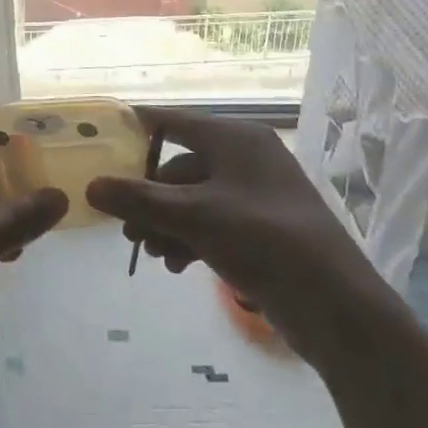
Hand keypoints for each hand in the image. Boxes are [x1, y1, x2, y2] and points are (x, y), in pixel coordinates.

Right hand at [85, 107, 391, 367]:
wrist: (337, 305)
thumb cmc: (263, 240)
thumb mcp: (194, 216)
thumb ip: (139, 200)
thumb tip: (91, 187)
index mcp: (234, 137)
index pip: (172, 121)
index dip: (137, 132)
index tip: (103, 147)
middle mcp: (245, 157)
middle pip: (180, 166)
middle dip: (150, 198)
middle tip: (127, 229)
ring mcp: (255, 194)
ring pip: (194, 199)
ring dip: (167, 223)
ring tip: (152, 253)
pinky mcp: (262, 228)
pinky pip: (213, 222)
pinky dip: (191, 238)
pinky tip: (177, 265)